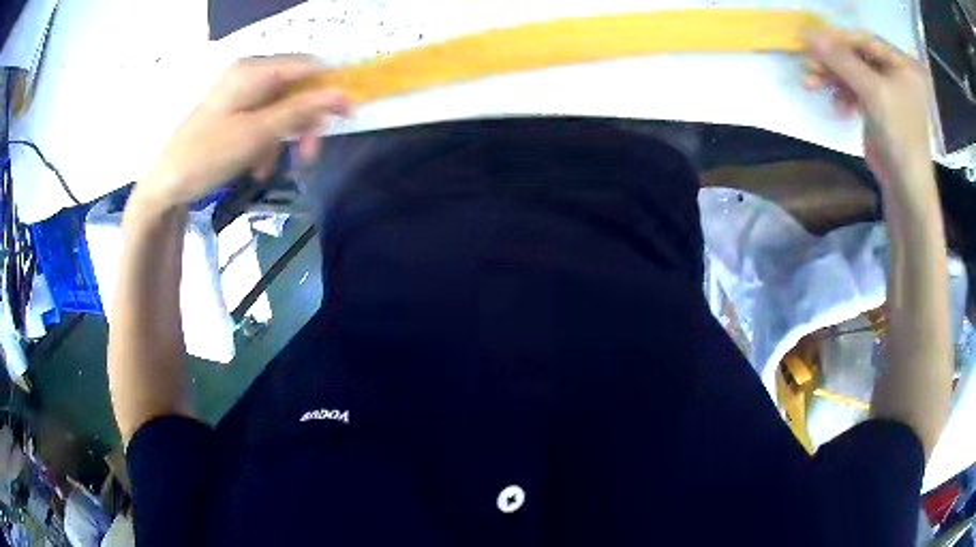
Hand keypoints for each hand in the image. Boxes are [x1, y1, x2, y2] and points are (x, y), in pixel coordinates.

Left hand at [135, 55, 348, 211]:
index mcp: (254, 71)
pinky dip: (266, 143)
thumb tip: (342, 93)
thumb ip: (300, 110)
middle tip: (308, 157)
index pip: (308, 67)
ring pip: (280, 108)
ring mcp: (239, 94)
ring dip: (283, 138)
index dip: (330, 89)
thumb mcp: (256, 134)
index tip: (345, 119)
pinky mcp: (233, 112)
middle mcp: (249, 75)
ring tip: (270, 168)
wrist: (165, 185)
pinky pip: (262, 120)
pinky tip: (257, 166)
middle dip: (304, 122)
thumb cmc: (206, 156)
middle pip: (295, 89)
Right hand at [803, 28, 933, 192]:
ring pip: (852, 72)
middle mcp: (895, 72)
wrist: (906, 188)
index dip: (838, 39)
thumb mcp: (872, 93)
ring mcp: (887, 90)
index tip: (810, 42)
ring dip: (831, 77)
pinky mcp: (878, 106)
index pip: (865, 39)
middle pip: (857, 55)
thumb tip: (807, 34)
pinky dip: (842, 94)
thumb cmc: (899, 136)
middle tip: (808, 66)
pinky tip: (836, 106)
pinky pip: (855, 89)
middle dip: (832, 61)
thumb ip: (842, 60)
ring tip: (811, 84)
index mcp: (902, 64)